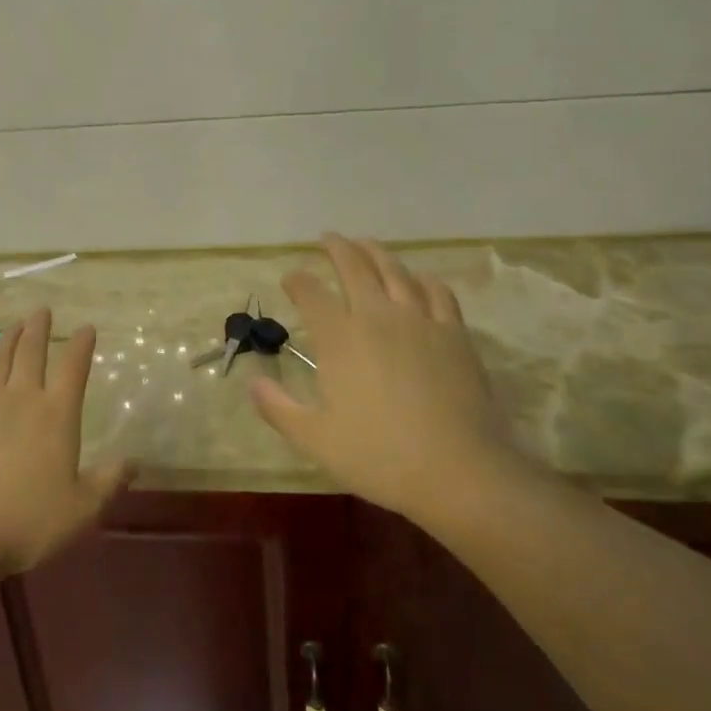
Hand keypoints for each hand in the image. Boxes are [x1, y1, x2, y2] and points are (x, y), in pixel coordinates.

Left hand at [0, 309, 128, 573]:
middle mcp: (23, 400)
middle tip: (41, 310)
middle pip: (32, 353)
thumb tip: (135, 462)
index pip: (73, 369)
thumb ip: (108, 482)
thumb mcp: (82, 509)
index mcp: (57, 415)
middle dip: (39, 329)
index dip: (81, 345)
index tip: (86, 327)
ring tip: (14, 326)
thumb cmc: (30, 521)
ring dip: (8, 340)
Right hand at [252, 234, 523, 524]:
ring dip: (377, 252)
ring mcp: (420, 321)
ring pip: (395, 271)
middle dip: (337, 248)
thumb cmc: (379, 456)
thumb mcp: (315, 439)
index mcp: (339, 338)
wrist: (458, 472)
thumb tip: (252, 382)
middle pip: (354, 267)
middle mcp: (377, 316)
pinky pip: (437, 293)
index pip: (311, 293)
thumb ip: (278, 408)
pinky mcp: (454, 334)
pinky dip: (423, 279)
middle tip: (328, 238)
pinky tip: (419, 279)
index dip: (297, 281)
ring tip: (366, 244)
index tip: (290, 279)